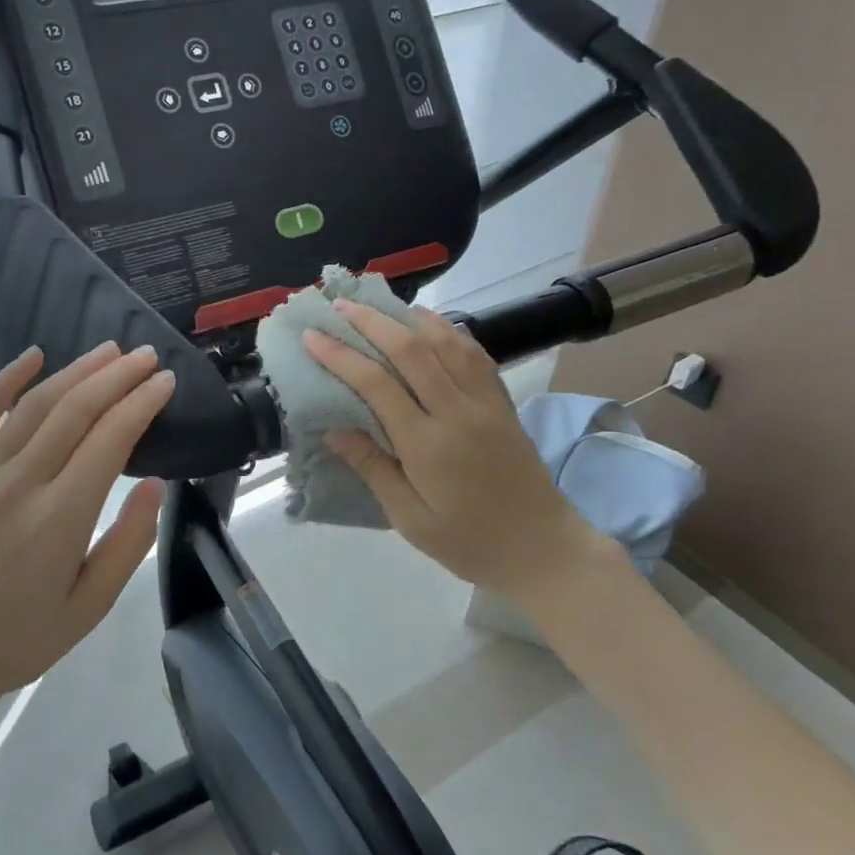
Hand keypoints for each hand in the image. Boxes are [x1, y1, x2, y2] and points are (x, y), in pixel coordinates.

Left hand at [0, 342, 173, 719]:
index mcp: (60, 517)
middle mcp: (22, 482)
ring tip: (109, 352)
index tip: (166, 381)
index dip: (142, 403)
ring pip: (35, 404)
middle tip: (147, 356)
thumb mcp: (87, 609)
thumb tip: (154, 485)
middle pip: (76, 409)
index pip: (110, 438)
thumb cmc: (15, 641)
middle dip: (117, 376)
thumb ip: (127, 544)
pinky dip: (5, 380)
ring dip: (75, 371)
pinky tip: (32, 357)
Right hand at [303, 302, 611, 599]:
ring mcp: (485, 402)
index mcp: (427, 444)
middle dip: (370, 322)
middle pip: (410, 349)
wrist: (543, 548)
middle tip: (339, 305)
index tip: (311, 336)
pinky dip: (448, 330)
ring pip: (444, 341)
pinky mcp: (502, 401)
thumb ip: (372, 468)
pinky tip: (430, 322)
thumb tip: (332, 429)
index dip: (339, 355)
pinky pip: (473, 353)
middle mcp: (457, 411)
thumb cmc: (468, 542)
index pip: (375, 384)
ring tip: (379, 305)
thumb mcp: (410, 518)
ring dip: (408, 317)